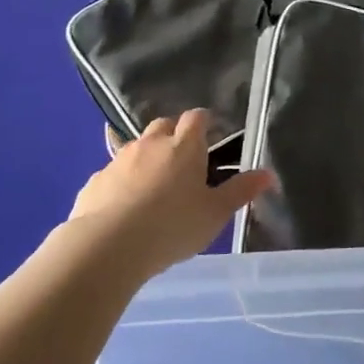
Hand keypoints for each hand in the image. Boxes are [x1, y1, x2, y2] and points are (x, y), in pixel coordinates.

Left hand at [67, 110, 273, 279]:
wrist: (108, 246)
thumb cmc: (173, 226)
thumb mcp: (215, 213)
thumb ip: (241, 191)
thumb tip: (268, 174)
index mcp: (184, 146)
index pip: (196, 117)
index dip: (204, 122)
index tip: (211, 135)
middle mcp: (150, 144)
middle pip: (163, 125)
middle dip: (174, 135)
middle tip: (184, 161)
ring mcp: (118, 160)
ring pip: (136, 148)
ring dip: (147, 158)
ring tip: (154, 187)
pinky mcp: (95, 181)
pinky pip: (113, 174)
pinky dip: (122, 182)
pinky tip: (125, 207)